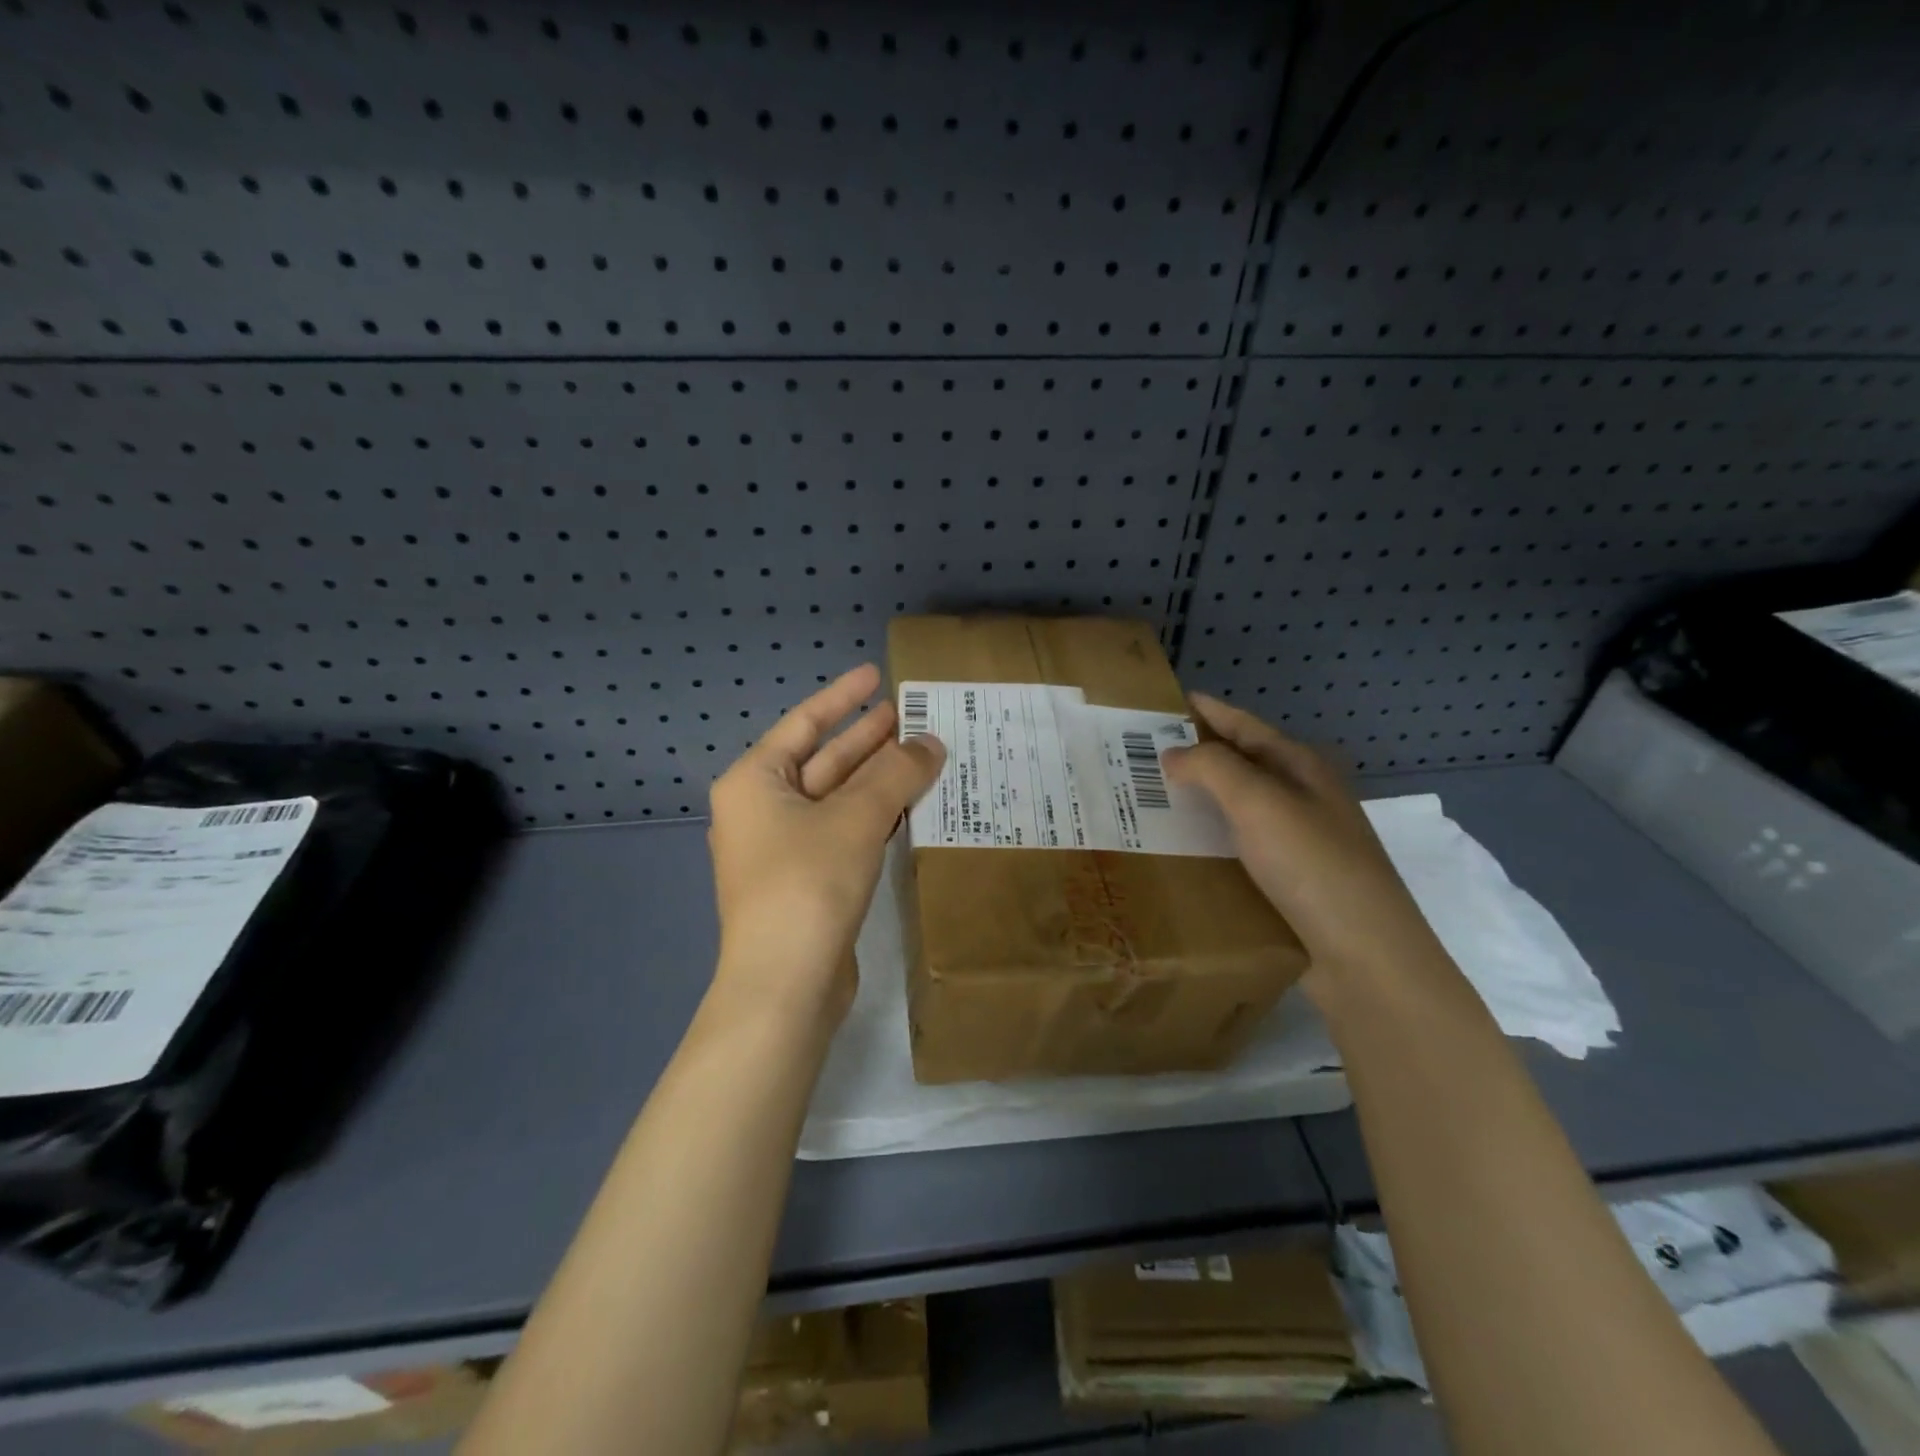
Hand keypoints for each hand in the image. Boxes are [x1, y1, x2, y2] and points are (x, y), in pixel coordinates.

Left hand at [706, 665, 944, 1027]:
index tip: (875, 674)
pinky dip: (875, 815)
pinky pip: (844, 832)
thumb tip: (932, 742)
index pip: (804, 723)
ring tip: (923, 752)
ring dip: (878, 778)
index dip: (842, 696)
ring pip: (837, 798)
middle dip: (867, 738)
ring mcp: (784, 848)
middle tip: (912, 714)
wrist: (785, 985)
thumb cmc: (808, 884)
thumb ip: (896, 774)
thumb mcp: (855, 818)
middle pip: (823, 760)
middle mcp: (763, 810)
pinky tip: (910, 804)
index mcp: (755, 782)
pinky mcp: (807, 881)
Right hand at [1163, 693, 1444, 999]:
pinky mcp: (1290, 879)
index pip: (1245, 726)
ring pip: (1239, 807)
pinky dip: (1210, 838)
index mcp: (1301, 767)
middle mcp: (1303, 797)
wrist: (1364, 954)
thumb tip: (1173, 754)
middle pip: (1241, 764)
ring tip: (1151, 797)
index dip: (1208, 711)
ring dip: (1200, 798)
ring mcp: (1299, 840)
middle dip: (1197, 755)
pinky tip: (1183, 847)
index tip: (1166, 701)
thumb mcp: (1259, 801)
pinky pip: (1240, 845)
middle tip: (1143, 753)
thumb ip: (1212, 767)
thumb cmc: (1312, 865)